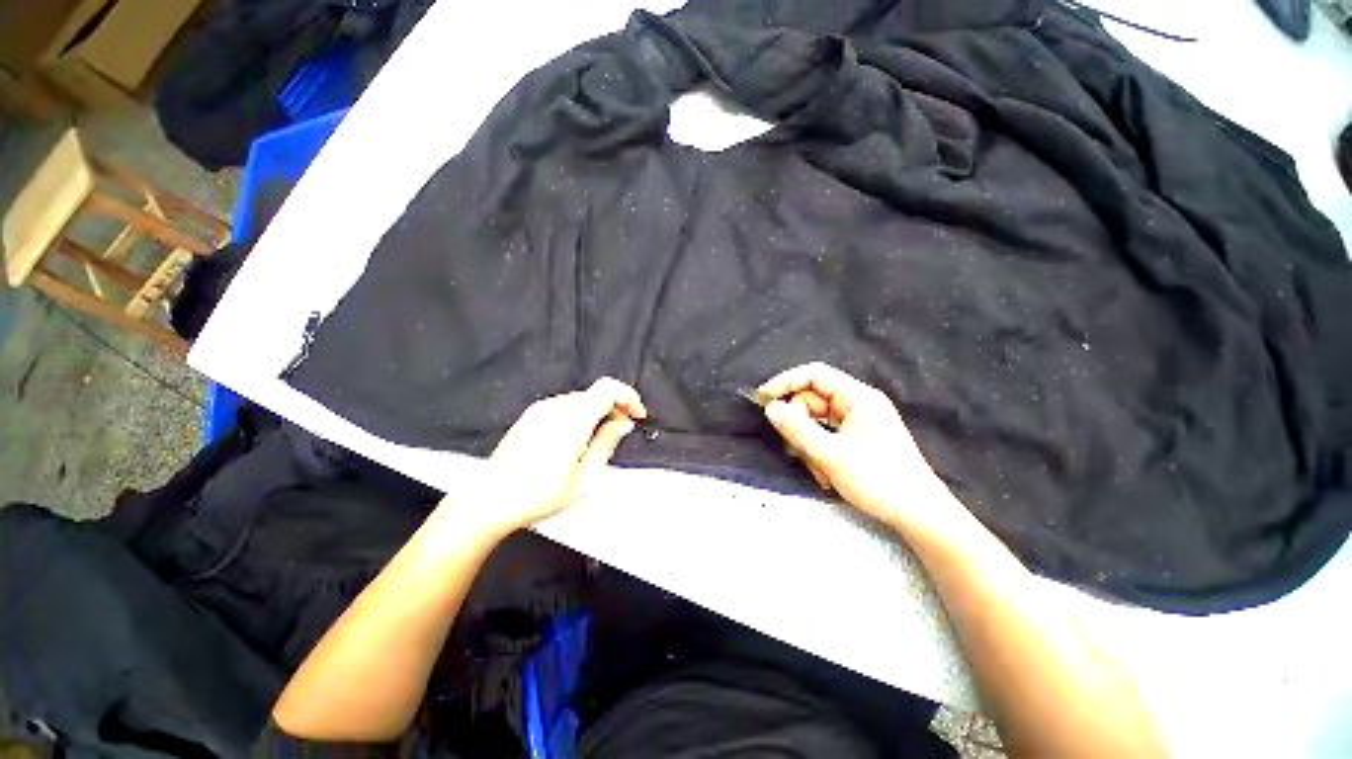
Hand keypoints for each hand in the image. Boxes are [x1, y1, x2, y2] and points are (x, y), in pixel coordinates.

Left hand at [477, 377, 646, 533]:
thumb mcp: (583, 478)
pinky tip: (577, 438)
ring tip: (600, 438)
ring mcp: (541, 408)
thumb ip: (606, 444)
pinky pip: (564, 405)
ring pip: (581, 399)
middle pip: (596, 393)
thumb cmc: (539, 494)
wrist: (490, 499)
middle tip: (622, 430)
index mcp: (573, 419)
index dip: (629, 397)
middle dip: (616, 406)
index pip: (608, 389)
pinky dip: (580, 414)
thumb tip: (622, 424)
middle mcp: (557, 406)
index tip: (638, 415)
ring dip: (598, 411)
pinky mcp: (530, 415)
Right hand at [758, 362, 965, 538]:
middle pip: (813, 400)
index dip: (786, 382)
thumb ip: (797, 429)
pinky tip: (824, 474)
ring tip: (817, 470)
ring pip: (817, 420)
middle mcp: (858, 403)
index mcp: (858, 397)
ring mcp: (859, 421)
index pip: (814, 374)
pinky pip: (827, 434)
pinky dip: (820, 451)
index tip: (763, 399)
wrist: (919, 514)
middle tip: (794, 449)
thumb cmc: (878, 480)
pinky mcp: (858, 437)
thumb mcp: (830, 454)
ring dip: (809, 444)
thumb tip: (771, 408)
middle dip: (799, 425)